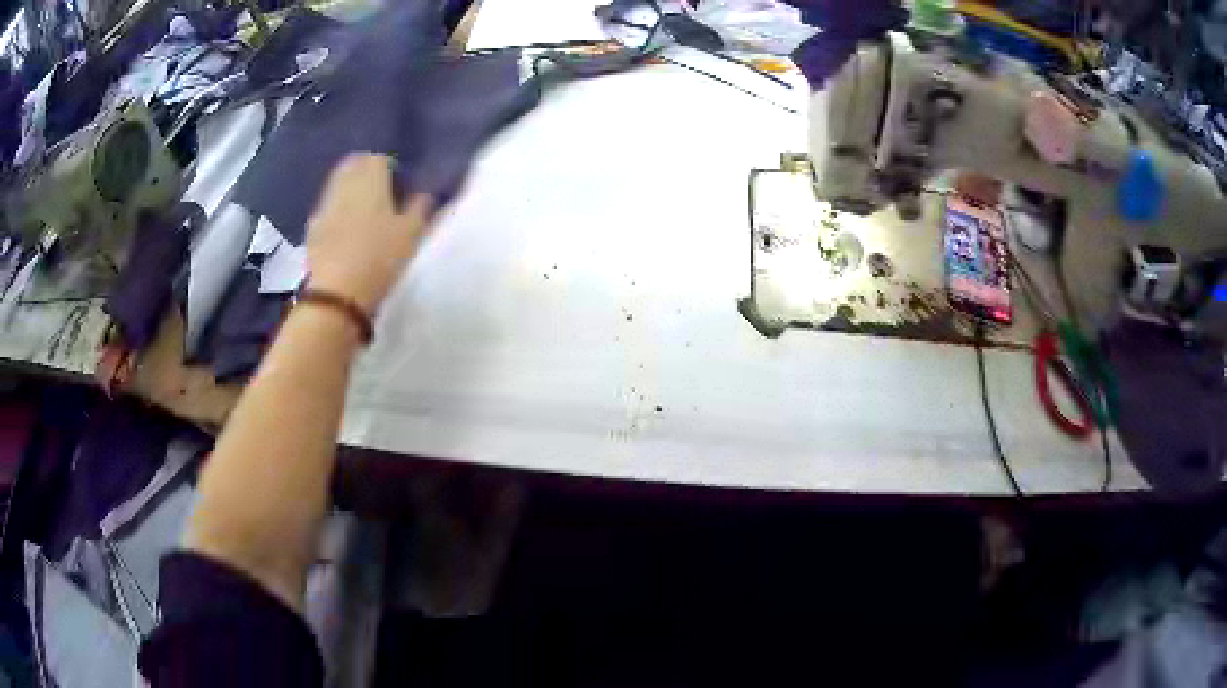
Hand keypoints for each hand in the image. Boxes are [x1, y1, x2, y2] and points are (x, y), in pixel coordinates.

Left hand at [305, 154, 433, 313]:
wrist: (337, 295)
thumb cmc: (381, 258)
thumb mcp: (412, 234)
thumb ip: (420, 207)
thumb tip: (425, 193)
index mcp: (371, 178)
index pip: (379, 159)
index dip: (391, 171)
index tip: (400, 188)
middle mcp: (344, 184)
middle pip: (353, 166)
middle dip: (365, 175)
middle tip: (381, 196)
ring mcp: (324, 206)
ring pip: (338, 186)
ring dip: (350, 194)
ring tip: (364, 216)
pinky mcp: (311, 230)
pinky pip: (327, 210)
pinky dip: (337, 214)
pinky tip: (346, 234)